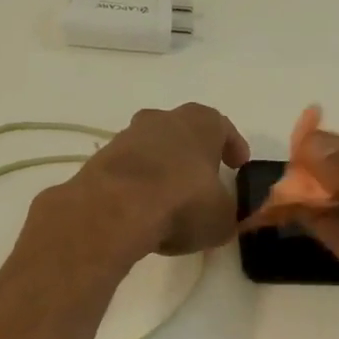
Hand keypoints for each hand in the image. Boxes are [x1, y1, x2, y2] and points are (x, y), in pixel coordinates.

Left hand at [58, 103, 250, 258]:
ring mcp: (127, 137)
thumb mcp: (222, 218)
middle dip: (194, 154)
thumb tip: (224, 217)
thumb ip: (228, 214)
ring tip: (170, 200)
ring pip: (153, 149)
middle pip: (183, 132)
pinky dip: (138, 185)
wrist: (113, 210)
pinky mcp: (101, 160)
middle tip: (203, 179)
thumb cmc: (181, 202)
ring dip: (163, 169)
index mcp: (200, 122)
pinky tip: (143, 210)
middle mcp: (162, 120)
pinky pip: (129, 170)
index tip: (238, 165)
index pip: (222, 127)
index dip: (232, 147)